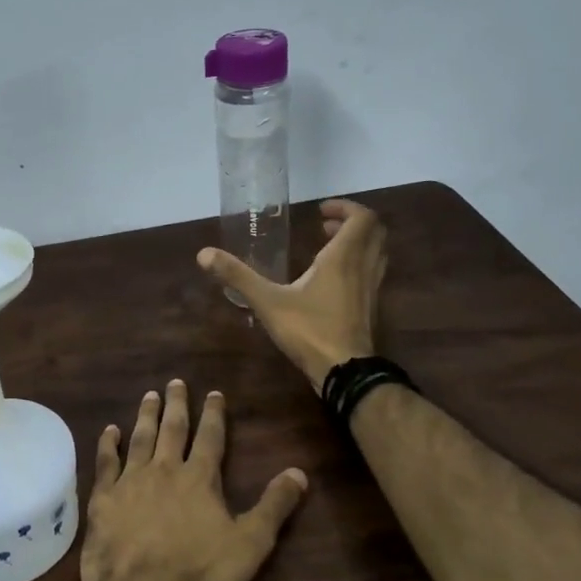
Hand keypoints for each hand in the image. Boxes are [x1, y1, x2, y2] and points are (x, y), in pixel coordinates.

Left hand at [80, 380, 306, 580]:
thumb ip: (274, 506)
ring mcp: (131, 480)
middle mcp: (165, 469)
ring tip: (149, 395)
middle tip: (175, 382)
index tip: (214, 393)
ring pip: (140, 438)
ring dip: (146, 416)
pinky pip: (106, 462)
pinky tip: (109, 430)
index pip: (210, 437)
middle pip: (172, 429)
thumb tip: (299, 472)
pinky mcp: (104, 497)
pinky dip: (108, 444)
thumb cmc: (199, 571)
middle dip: (177, 404)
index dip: (214, 414)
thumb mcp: (250, 543)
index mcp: (200, 478)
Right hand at [197, 198, 388, 390]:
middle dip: (352, 222)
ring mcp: (371, 289)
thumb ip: (238, 276)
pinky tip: (334, 280)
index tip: (320, 211)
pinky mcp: (371, 308)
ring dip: (358, 243)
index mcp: (343, 258)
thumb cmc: (309, 331)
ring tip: (330, 247)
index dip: (345, 207)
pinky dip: (358, 264)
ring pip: (377, 253)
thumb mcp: (268, 302)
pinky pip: (373, 273)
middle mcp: (363, 267)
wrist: (345, 372)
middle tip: (325, 225)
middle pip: (375, 232)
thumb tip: (204, 254)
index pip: (361, 218)